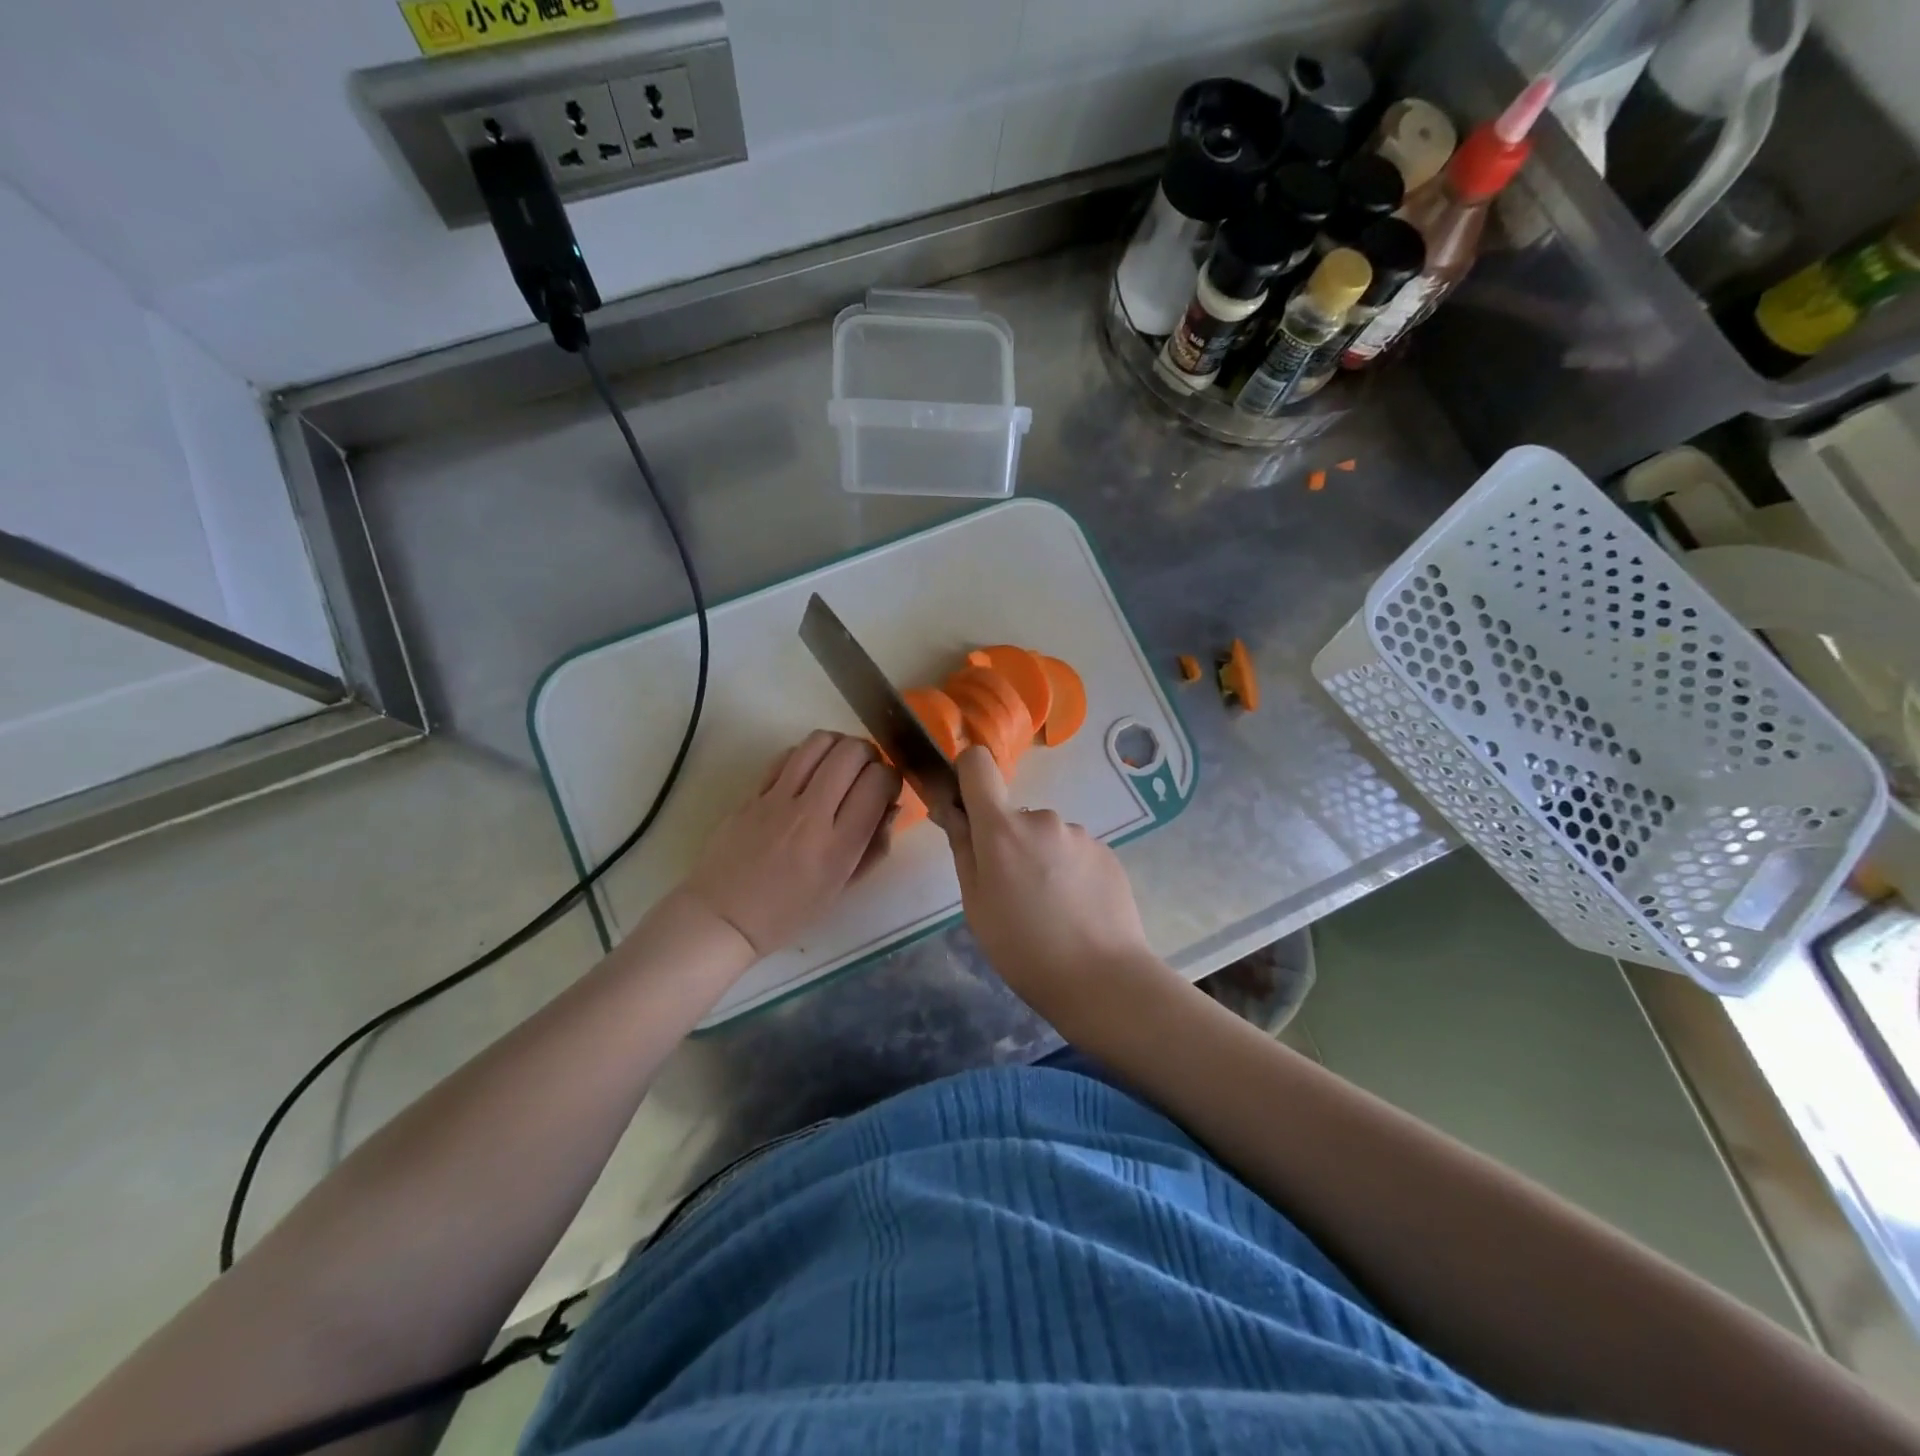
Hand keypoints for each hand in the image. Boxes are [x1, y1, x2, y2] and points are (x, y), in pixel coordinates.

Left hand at [678, 731, 899, 958]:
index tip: (886, 790)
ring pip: (818, 743)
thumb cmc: (789, 912)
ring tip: (839, 764)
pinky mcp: (752, 793)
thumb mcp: (842, 889)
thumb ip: (873, 846)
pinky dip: (807, 755)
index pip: (878, 783)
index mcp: (839, 846)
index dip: (891, 778)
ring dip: (838, 745)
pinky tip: (808, 773)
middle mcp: (811, 815)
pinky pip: (788, 756)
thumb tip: (891, 806)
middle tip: (866, 772)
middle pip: (851, 753)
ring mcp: (777, 800)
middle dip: (869, 755)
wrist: (723, 917)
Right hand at [942, 746, 1166, 1028]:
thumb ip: (963, 848)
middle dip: (1009, 842)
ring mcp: (1079, 834)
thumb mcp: (975, 904)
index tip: (967, 806)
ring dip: (1042, 858)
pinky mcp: (1107, 852)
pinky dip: (1070, 871)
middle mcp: (1042, 818)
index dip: (967, 775)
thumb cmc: (1022, 948)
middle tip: (1013, 893)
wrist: (1102, 979)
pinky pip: (1075, 852)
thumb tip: (950, 809)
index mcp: (1002, 828)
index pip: (978, 764)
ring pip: (1046, 836)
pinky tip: (1076, 910)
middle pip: (1013, 814)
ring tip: (1050, 908)